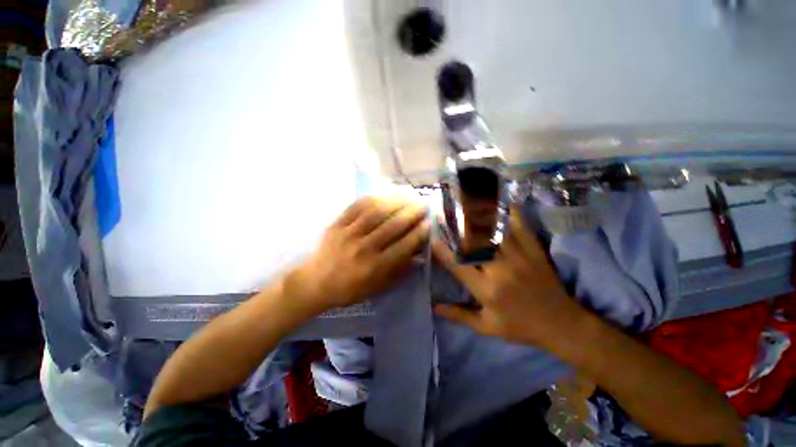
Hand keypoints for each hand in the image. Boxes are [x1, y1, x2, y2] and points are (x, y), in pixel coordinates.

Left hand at [286, 196, 429, 313]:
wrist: (314, 283)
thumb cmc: (349, 289)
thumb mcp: (377, 287)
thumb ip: (399, 271)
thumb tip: (418, 254)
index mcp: (374, 267)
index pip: (403, 246)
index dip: (418, 233)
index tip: (429, 222)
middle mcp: (363, 248)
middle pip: (392, 226)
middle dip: (411, 213)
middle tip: (423, 204)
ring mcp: (348, 234)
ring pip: (376, 213)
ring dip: (395, 202)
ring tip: (408, 195)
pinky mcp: (337, 224)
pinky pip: (356, 207)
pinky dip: (373, 198)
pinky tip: (384, 194)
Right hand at [433, 208, 585, 348]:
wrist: (562, 324)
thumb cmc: (520, 327)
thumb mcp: (487, 327)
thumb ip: (459, 316)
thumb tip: (434, 307)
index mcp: (487, 290)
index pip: (458, 266)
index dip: (443, 251)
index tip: (432, 238)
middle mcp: (500, 270)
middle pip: (474, 242)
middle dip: (458, 226)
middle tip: (447, 212)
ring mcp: (519, 257)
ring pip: (494, 231)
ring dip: (479, 216)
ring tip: (466, 202)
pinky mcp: (534, 251)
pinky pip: (521, 228)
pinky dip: (511, 213)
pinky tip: (502, 201)